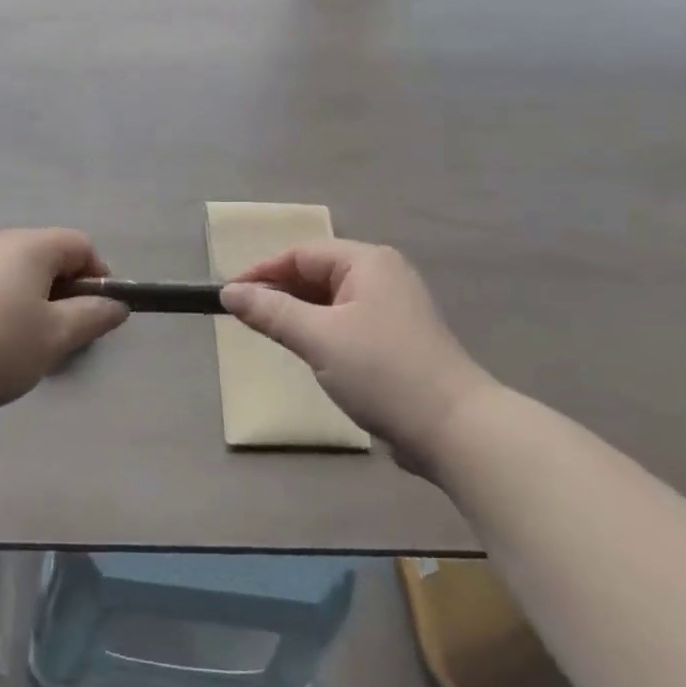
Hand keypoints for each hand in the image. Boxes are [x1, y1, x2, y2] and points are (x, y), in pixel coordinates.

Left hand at [0, 229, 129, 411]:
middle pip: (51, 258)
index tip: (97, 315)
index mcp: (33, 246)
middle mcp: (2, 243)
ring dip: (37, 304)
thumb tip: (116, 304)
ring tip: (32, 346)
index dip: (99, 276)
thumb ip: (91, 317)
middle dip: (67, 294)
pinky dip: (9, 308)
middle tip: (66, 336)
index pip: (82, 245)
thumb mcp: (54, 336)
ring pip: (22, 275)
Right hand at [221, 240, 496, 473]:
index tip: (228, 296)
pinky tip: (306, 352)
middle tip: (244, 317)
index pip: (301, 254)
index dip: (261, 272)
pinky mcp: (398, 340)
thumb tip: (228, 293)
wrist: (457, 432)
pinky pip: (346, 323)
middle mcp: (383, 276)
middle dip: (279, 292)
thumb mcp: (318, 338)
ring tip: (267, 333)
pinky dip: (320, 331)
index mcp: (368, 262)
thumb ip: (271, 312)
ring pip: (330, 301)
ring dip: (298, 314)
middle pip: (316, 274)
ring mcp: (394, 309)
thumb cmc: (383, 372)